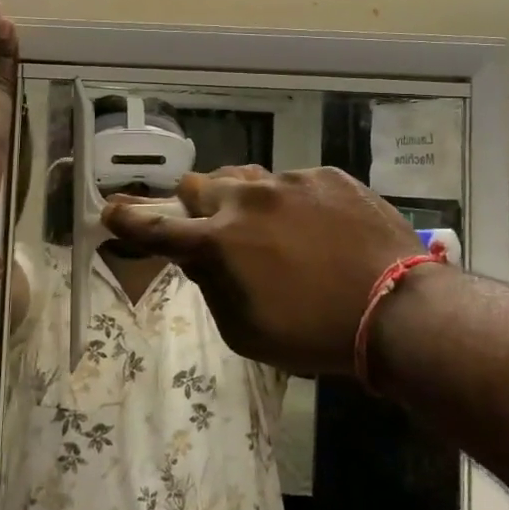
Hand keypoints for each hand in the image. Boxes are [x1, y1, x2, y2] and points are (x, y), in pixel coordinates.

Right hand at [103, 165, 420, 376]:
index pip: (158, 228)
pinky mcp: (327, 175)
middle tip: (215, 230)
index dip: (129, 220)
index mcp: (220, 242)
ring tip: (269, 228)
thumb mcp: (246, 331)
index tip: (110, 211)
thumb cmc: (314, 334)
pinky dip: (292, 202)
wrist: (398, 309)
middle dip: (197, 207)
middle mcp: (247, 199)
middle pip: (200, 186)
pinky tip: (318, 229)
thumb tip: (195, 257)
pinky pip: (294, 181)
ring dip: (244, 200)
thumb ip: (210, 287)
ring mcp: (290, 181)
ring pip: (247, 177)